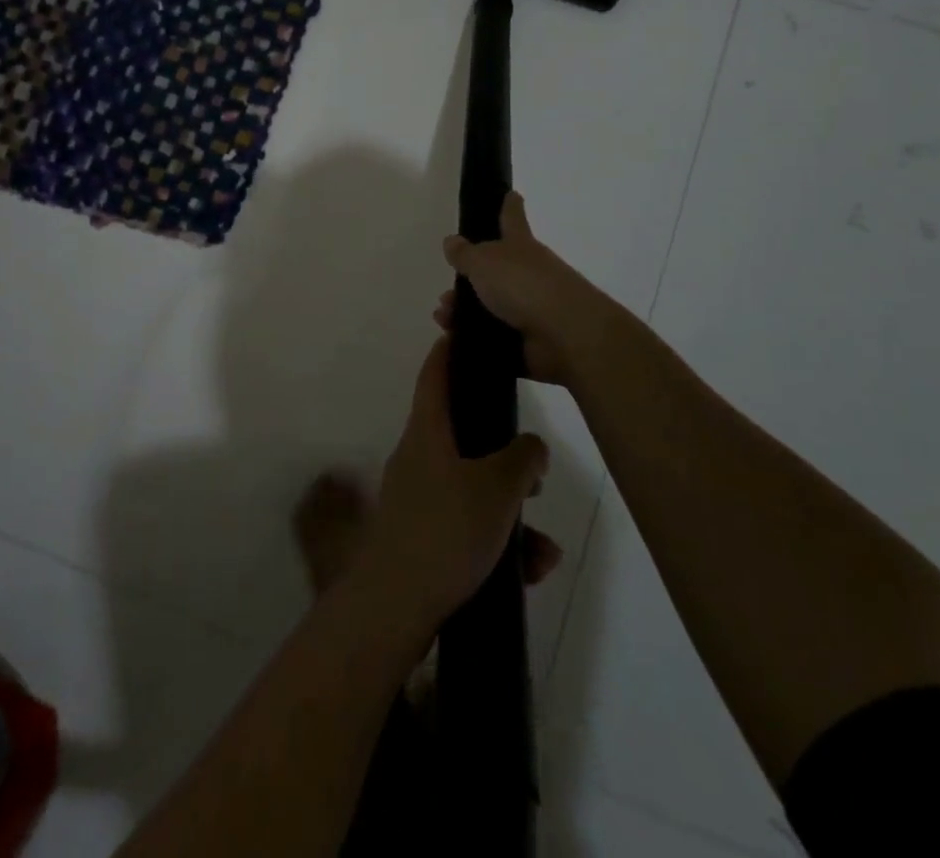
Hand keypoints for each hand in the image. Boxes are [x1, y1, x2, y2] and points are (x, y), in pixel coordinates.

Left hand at [354, 337, 554, 630]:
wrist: (395, 607)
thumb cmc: (446, 530)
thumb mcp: (496, 488)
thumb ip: (522, 459)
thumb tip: (532, 446)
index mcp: (427, 431)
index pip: (435, 374)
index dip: (450, 350)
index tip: (466, 333)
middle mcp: (418, 458)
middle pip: (462, 435)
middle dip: (503, 452)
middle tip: (535, 470)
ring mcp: (418, 500)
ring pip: (473, 490)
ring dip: (510, 512)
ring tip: (544, 546)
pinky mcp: (423, 539)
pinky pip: (468, 528)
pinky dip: (498, 543)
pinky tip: (530, 570)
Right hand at [437, 193, 623, 387]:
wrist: (567, 336)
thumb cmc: (524, 286)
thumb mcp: (485, 262)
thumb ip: (465, 254)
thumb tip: (452, 241)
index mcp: (520, 247)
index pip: (512, 219)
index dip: (509, 206)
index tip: (511, 194)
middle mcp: (528, 274)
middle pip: (495, 271)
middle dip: (469, 281)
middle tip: (445, 295)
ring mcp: (531, 310)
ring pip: (491, 307)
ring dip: (464, 313)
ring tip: (444, 319)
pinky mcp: (529, 342)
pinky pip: (495, 338)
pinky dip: (474, 340)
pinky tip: (454, 342)